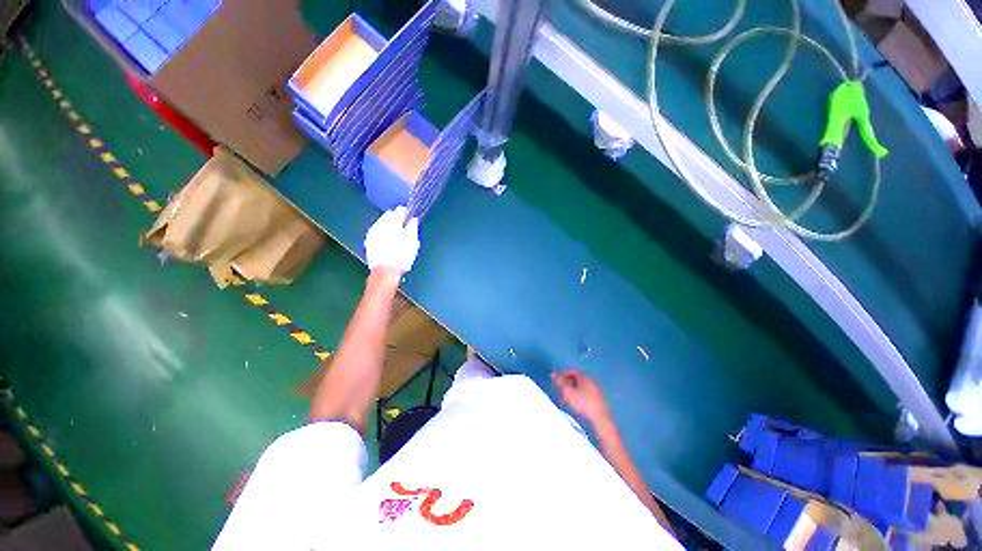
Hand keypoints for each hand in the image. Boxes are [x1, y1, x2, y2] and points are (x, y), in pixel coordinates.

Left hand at [364, 207, 419, 272]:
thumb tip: (413, 219)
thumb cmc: (402, 255)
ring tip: (397, 236)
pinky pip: (377, 233)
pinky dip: (383, 235)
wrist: (386, 271)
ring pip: (382, 224)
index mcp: (392, 221)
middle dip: (396, 219)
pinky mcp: (369, 242)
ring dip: (389, 227)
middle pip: (389, 216)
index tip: (411, 218)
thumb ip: (413, 227)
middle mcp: (379, 224)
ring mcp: (372, 233)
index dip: (407, 213)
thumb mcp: (412, 240)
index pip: (399, 210)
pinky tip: (388, 242)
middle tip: (405, 227)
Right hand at [552, 369, 610, 425]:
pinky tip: (574, 403)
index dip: (561, 375)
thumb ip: (560, 382)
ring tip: (565, 399)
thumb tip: (553, 374)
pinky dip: (577, 396)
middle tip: (559, 390)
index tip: (555, 381)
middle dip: (566, 384)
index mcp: (584, 376)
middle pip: (575, 379)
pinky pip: (585, 393)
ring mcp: (596, 390)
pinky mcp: (598, 399)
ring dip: (571, 391)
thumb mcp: (568, 391)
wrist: (600, 418)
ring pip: (580, 387)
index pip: (571, 371)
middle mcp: (591, 381)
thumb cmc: (583, 402)